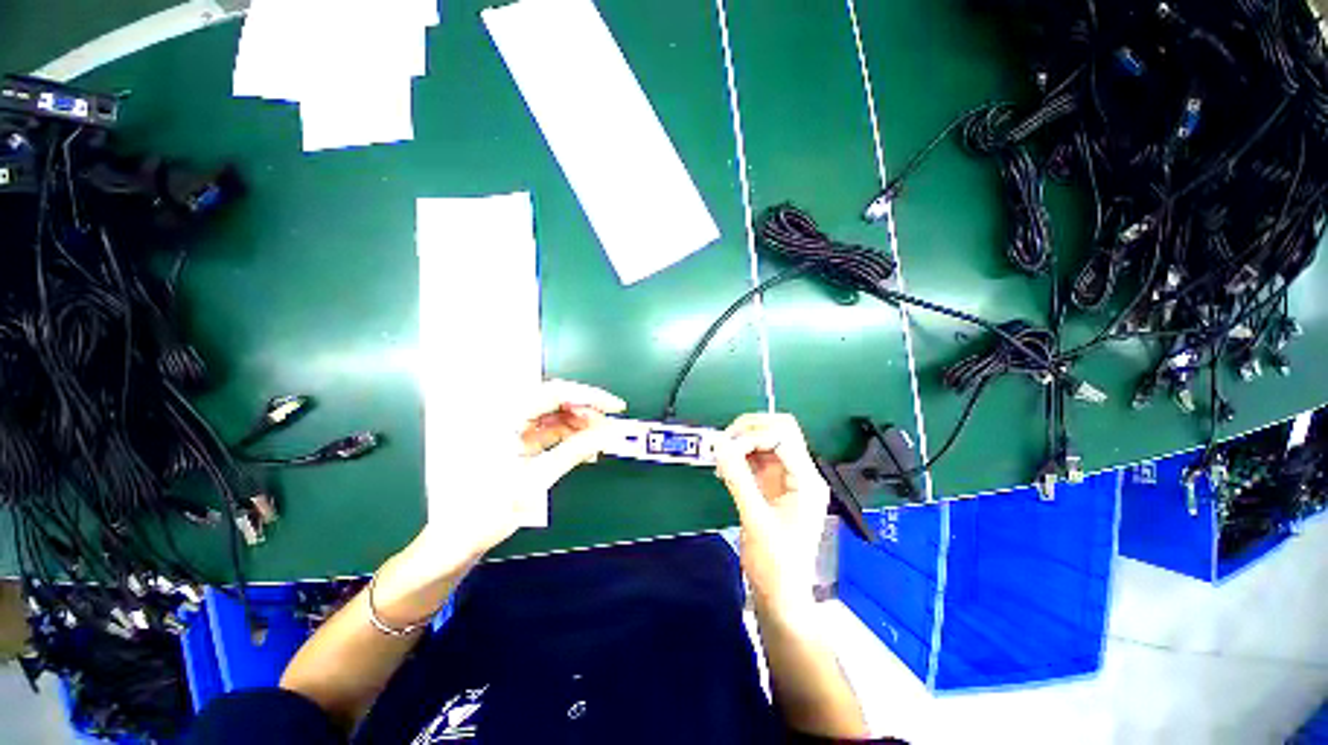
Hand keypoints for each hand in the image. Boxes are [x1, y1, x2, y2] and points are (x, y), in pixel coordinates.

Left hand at [414, 380, 625, 572]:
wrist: (454, 541)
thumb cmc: (487, 511)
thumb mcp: (536, 479)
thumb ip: (575, 450)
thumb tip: (608, 433)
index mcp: (503, 417)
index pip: (555, 392)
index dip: (590, 397)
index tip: (615, 406)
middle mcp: (503, 414)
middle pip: (554, 400)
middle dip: (586, 411)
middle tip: (609, 427)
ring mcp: (507, 427)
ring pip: (552, 414)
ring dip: (578, 424)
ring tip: (599, 440)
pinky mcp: (511, 440)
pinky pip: (546, 429)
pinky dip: (567, 435)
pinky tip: (583, 447)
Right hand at [714, 413, 828, 618]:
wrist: (781, 596)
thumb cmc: (775, 565)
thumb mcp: (755, 520)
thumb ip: (737, 478)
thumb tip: (718, 444)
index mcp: (806, 480)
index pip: (783, 436)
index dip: (753, 435)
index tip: (727, 449)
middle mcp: (800, 473)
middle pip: (779, 429)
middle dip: (749, 429)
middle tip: (723, 443)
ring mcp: (787, 477)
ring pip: (766, 439)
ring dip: (742, 441)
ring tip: (722, 458)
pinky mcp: (773, 484)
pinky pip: (757, 456)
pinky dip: (740, 455)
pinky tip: (726, 467)